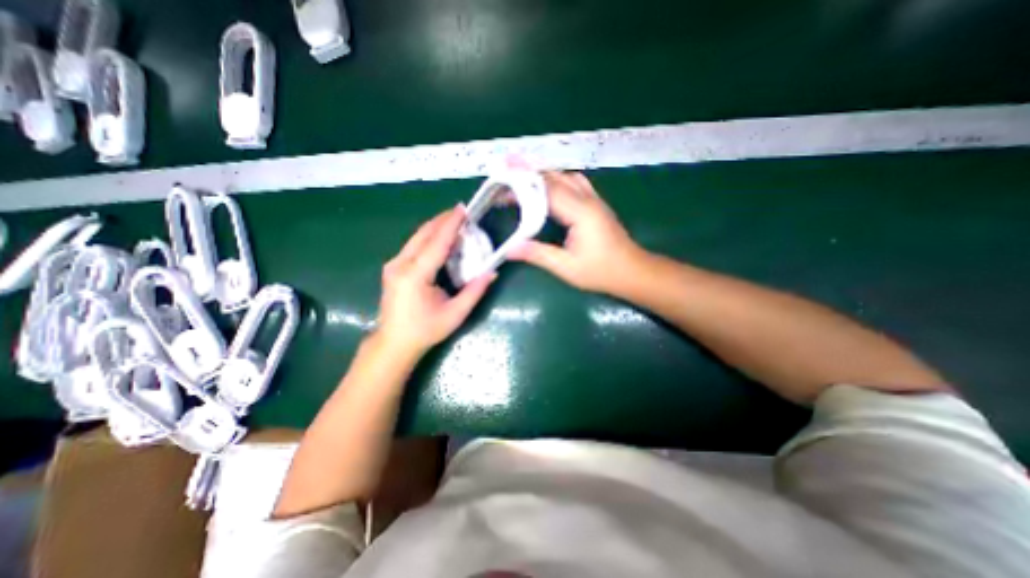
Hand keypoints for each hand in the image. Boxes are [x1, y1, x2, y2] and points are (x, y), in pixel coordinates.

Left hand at [375, 207, 493, 360]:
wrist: (394, 343)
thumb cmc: (425, 331)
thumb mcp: (455, 314)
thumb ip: (474, 291)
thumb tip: (492, 271)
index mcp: (415, 275)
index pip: (436, 242)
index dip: (451, 224)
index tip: (463, 209)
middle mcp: (400, 264)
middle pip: (424, 234)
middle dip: (443, 220)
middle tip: (462, 211)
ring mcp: (393, 265)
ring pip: (416, 237)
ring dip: (435, 226)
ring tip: (454, 220)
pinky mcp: (393, 267)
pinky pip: (413, 245)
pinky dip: (428, 237)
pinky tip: (440, 237)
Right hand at [510, 171, 645, 295]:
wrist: (633, 271)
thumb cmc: (601, 271)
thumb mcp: (567, 267)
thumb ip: (538, 255)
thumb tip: (510, 249)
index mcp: (580, 212)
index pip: (547, 190)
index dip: (523, 184)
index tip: (502, 182)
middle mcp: (587, 200)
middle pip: (556, 177)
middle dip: (529, 173)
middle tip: (507, 173)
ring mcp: (594, 200)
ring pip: (566, 176)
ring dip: (544, 175)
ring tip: (523, 179)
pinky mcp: (597, 204)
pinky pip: (575, 183)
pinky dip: (558, 180)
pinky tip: (549, 188)